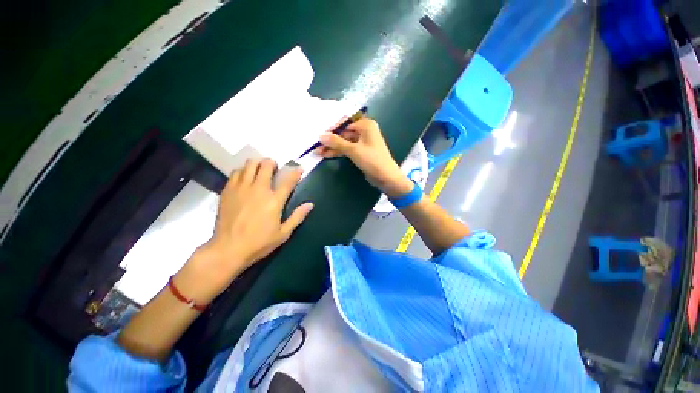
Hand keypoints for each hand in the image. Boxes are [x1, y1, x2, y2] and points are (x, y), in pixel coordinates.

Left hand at [179, 159, 313, 297]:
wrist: (228, 249)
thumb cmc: (259, 242)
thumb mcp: (283, 233)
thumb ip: (297, 217)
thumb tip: (310, 204)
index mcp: (274, 200)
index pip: (288, 180)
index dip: (295, 172)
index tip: (299, 168)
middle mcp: (259, 189)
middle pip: (266, 166)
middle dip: (272, 163)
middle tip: (274, 168)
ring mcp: (241, 188)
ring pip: (250, 165)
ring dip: (257, 164)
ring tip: (259, 169)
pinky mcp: (228, 190)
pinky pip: (236, 172)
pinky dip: (243, 171)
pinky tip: (245, 177)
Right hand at [317, 117, 412, 197]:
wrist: (386, 177)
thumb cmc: (372, 160)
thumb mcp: (353, 150)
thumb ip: (337, 142)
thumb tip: (321, 135)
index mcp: (366, 125)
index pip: (345, 123)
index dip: (332, 129)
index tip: (319, 134)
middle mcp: (364, 131)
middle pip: (344, 133)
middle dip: (331, 140)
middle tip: (316, 145)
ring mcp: (363, 142)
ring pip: (345, 142)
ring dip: (333, 147)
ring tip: (318, 151)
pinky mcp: (361, 152)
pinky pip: (348, 149)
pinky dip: (339, 152)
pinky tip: (327, 155)